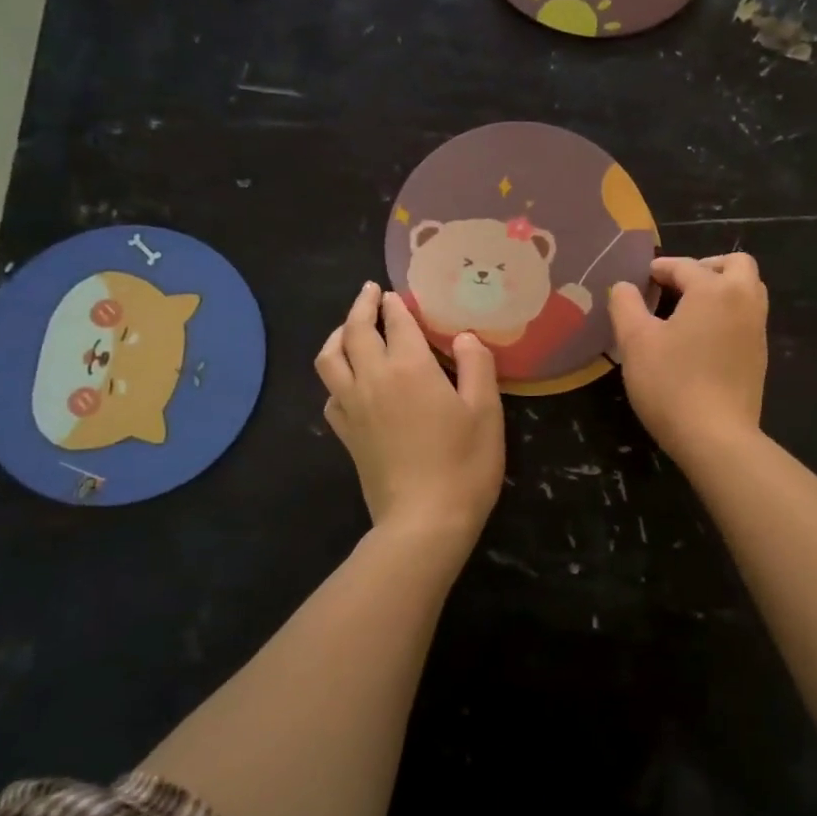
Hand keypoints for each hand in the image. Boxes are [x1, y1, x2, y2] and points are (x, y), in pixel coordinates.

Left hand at [315, 283, 504, 547]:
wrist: (424, 522)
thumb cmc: (464, 464)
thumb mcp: (486, 411)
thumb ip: (476, 366)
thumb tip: (464, 337)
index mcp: (410, 368)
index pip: (395, 323)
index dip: (395, 305)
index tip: (395, 294)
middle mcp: (373, 379)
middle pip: (355, 331)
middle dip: (361, 306)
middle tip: (369, 293)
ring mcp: (353, 407)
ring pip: (330, 358)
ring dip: (337, 335)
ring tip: (348, 329)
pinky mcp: (346, 434)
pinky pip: (330, 394)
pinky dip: (336, 377)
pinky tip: (349, 382)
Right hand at [608, 254, 768, 463]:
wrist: (715, 437)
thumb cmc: (671, 383)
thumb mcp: (635, 342)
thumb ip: (625, 305)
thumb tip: (624, 286)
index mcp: (714, 290)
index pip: (685, 266)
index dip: (660, 268)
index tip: (641, 279)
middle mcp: (743, 301)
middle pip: (736, 264)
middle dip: (706, 266)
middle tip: (678, 284)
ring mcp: (757, 330)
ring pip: (748, 290)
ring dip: (722, 288)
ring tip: (690, 309)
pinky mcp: (759, 356)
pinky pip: (748, 317)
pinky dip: (729, 313)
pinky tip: (702, 337)